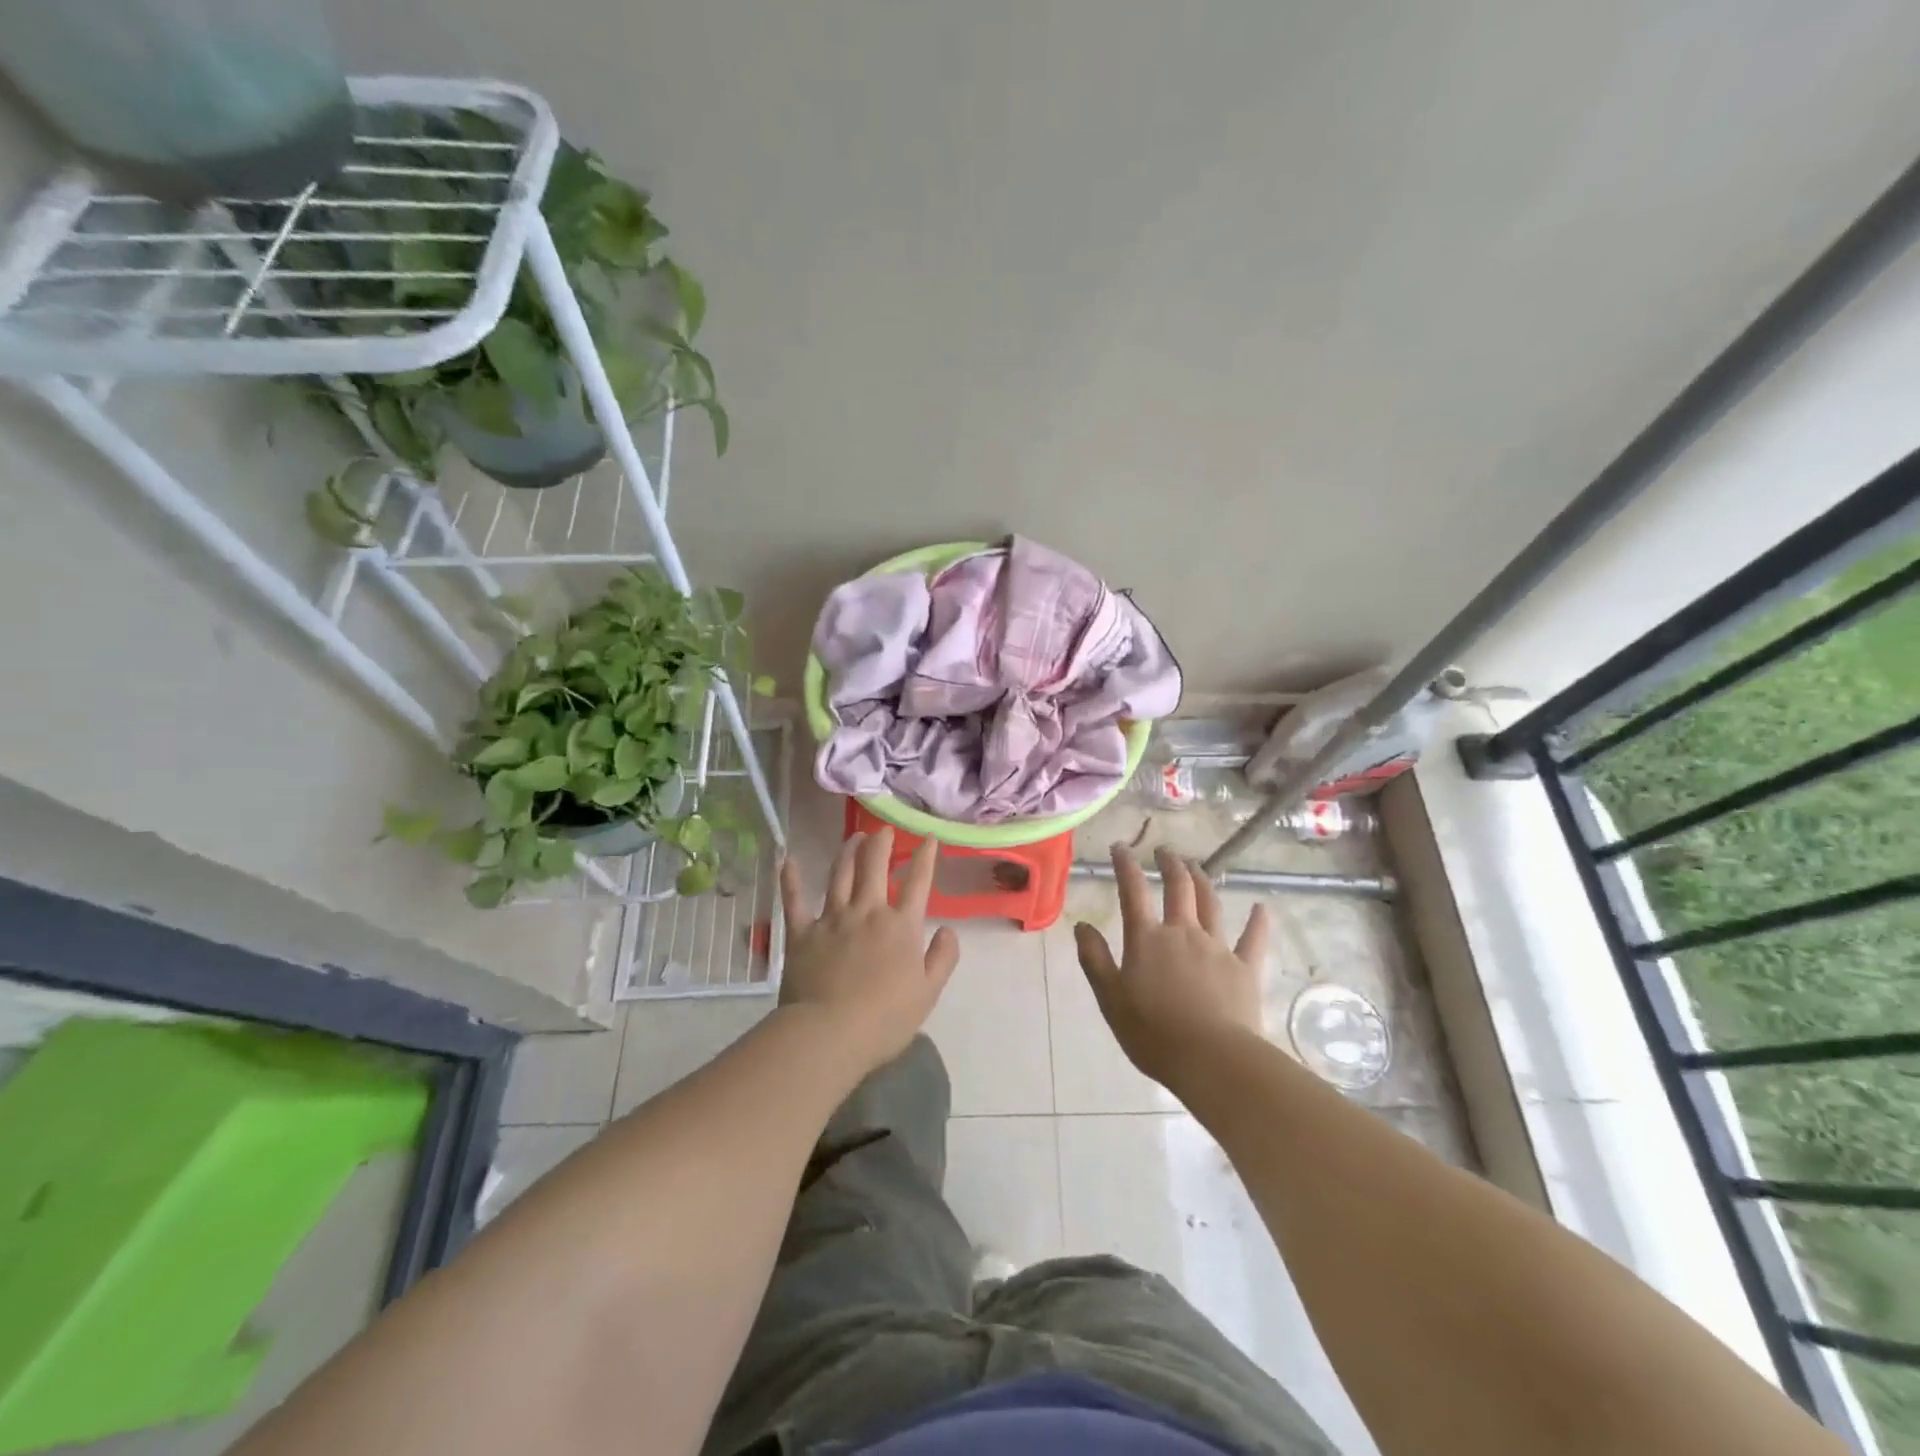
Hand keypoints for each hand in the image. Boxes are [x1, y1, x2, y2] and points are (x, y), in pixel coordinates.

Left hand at [777, 828, 959, 1075]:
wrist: (829, 1033)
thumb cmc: (885, 1019)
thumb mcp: (928, 992)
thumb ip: (942, 958)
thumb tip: (948, 930)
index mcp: (901, 927)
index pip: (918, 884)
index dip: (925, 858)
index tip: (928, 838)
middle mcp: (867, 912)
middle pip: (874, 867)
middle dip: (881, 844)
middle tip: (884, 829)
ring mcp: (832, 919)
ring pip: (839, 875)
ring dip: (848, 852)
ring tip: (854, 837)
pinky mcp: (802, 933)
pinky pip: (794, 901)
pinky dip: (791, 880)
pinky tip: (788, 860)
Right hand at [1074, 845, 1269, 1090]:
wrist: (1212, 1060)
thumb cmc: (1153, 1033)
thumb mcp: (1111, 998)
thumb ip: (1095, 959)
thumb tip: (1082, 925)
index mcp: (1147, 939)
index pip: (1133, 891)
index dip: (1125, 865)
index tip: (1120, 847)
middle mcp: (1183, 932)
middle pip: (1178, 888)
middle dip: (1170, 864)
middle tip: (1164, 851)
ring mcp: (1218, 948)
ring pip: (1210, 904)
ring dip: (1203, 881)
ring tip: (1196, 867)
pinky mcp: (1245, 969)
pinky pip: (1253, 939)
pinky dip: (1257, 921)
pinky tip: (1260, 908)